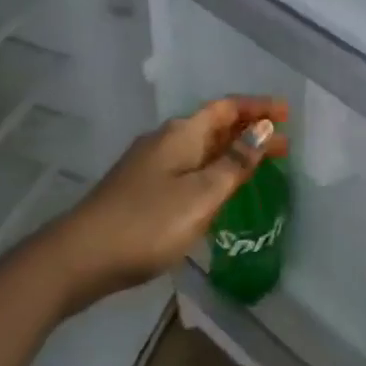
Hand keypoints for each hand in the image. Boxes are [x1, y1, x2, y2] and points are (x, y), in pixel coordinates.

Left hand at [44, 96, 289, 312]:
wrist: (78, 258)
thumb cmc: (147, 223)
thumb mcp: (201, 195)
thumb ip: (235, 163)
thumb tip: (263, 130)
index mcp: (182, 133)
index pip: (227, 108)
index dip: (257, 107)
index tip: (287, 113)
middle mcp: (166, 140)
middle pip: (215, 126)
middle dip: (250, 132)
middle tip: (285, 145)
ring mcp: (150, 165)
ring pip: (202, 149)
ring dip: (233, 153)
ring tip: (261, 166)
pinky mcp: (141, 189)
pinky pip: (189, 168)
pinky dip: (213, 170)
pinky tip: (219, 191)